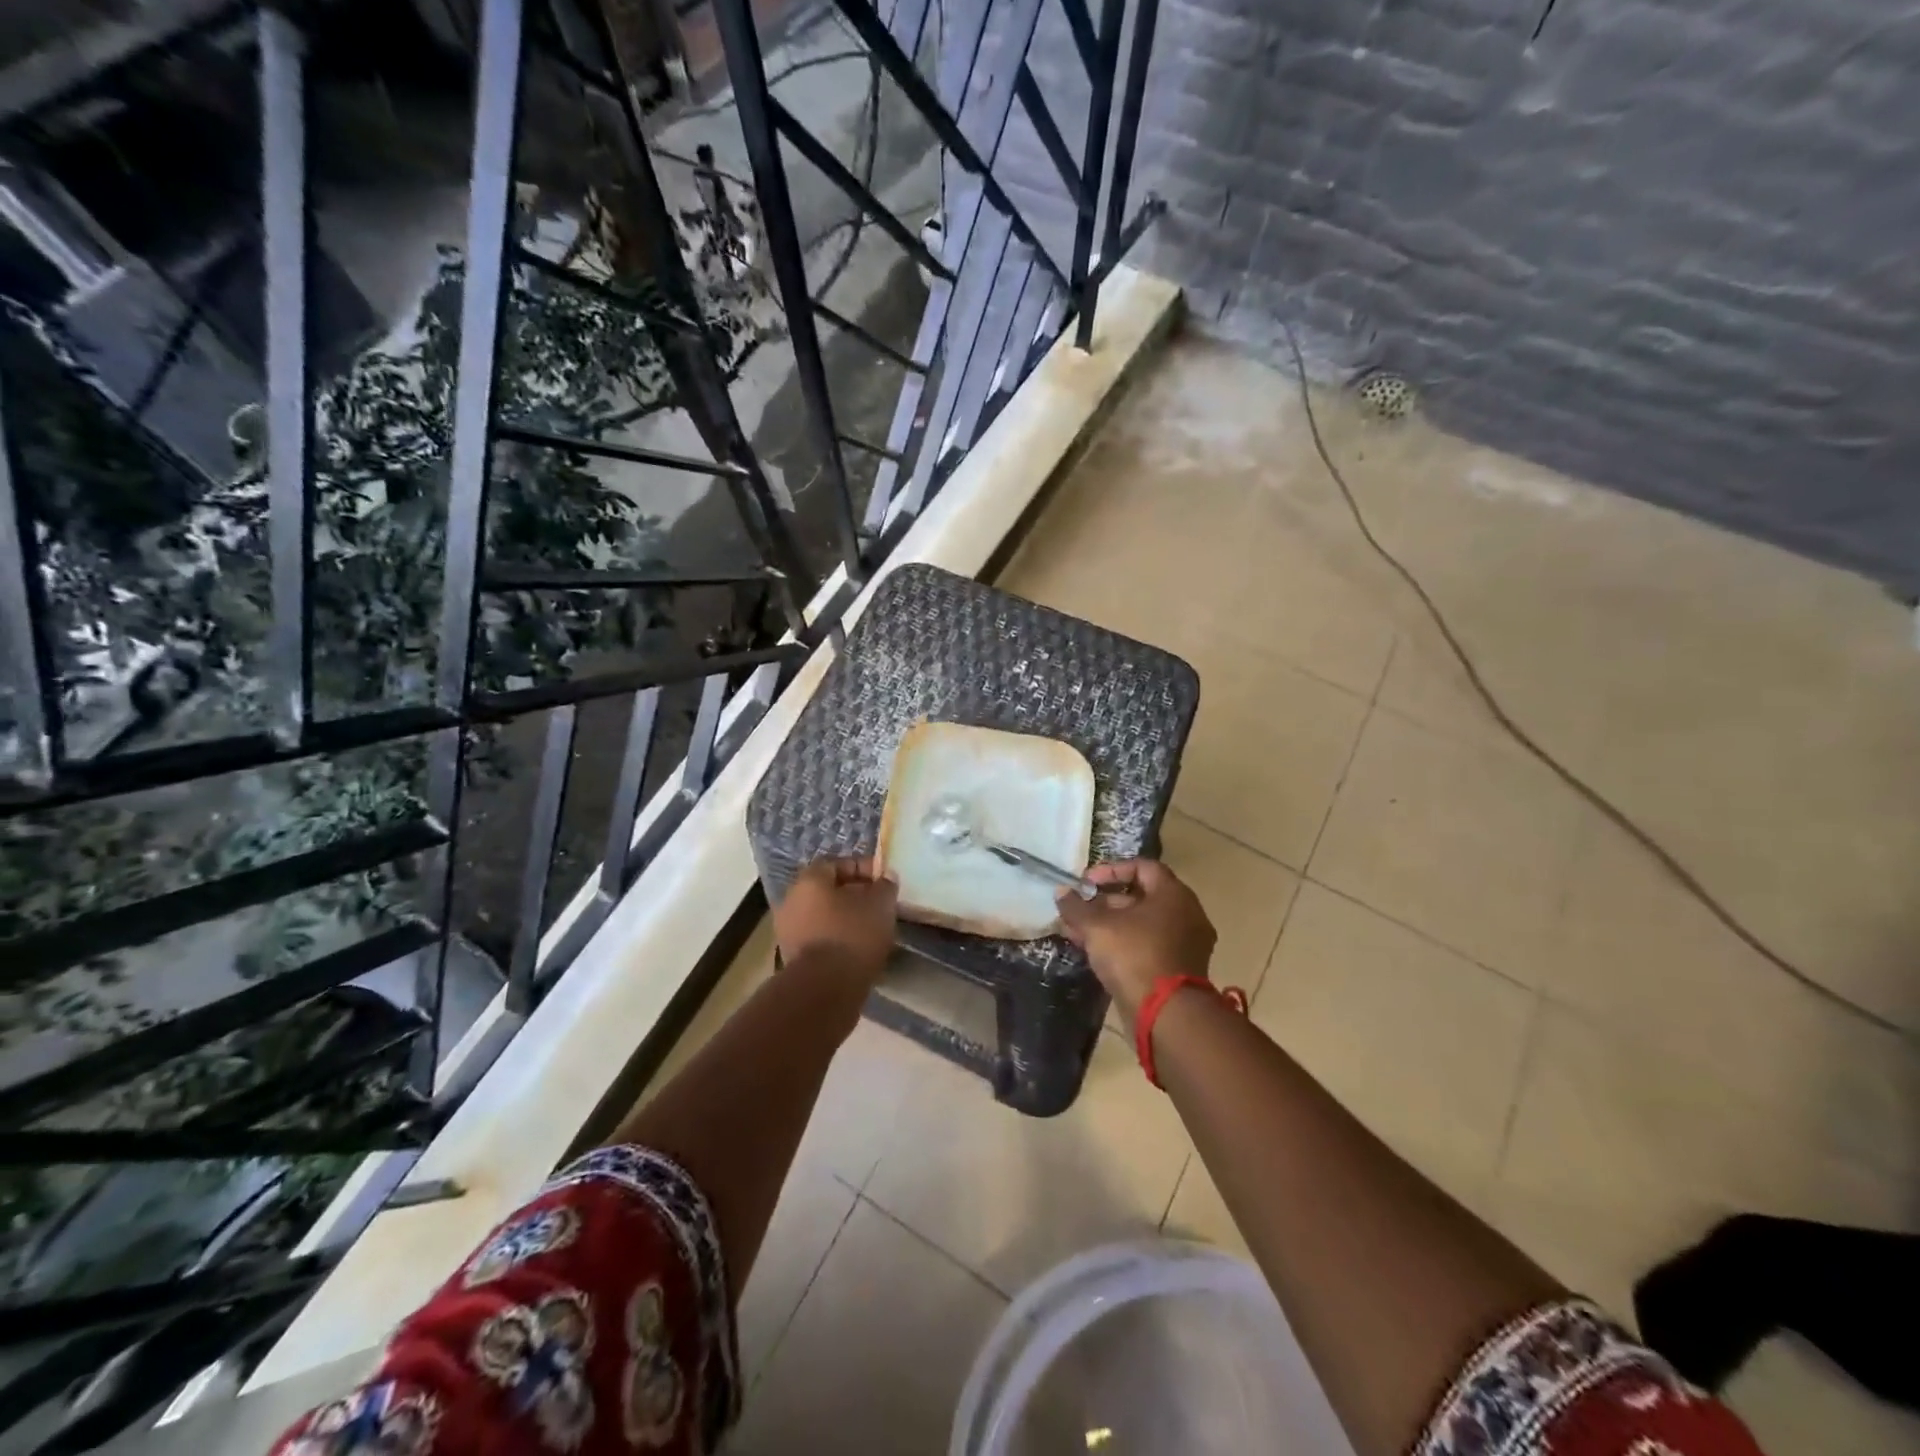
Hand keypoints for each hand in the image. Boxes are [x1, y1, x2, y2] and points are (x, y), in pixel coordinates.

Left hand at [774, 856, 898, 982]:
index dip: (863, 868)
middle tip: (879, 904)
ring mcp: (789, 931)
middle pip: (828, 891)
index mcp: (809, 881)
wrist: (825, 989)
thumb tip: (886, 877)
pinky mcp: (793, 958)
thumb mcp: (880, 904)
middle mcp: (792, 901)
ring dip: (846, 919)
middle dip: (855, 895)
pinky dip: (838, 940)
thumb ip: (885, 886)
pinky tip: (859, 950)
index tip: (884, 880)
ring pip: (824, 916)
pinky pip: (820, 939)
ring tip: (873, 929)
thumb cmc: (853, 934)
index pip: (836, 864)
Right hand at [1056, 860, 1215, 1028]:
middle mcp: (1187, 914)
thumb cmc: (1134, 956)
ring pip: (1142, 925)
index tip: (1087, 883)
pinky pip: (1148, 946)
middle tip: (1078, 910)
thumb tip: (1061, 892)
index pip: (1142, 867)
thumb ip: (1077, 907)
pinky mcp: (1179, 969)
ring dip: (1110, 925)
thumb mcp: (1097, 927)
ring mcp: (1186, 944)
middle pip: (1141, 897)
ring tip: (1077, 933)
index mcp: (1173, 894)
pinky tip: (1094, 952)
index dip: (1111, 870)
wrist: (1166, 1014)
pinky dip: (1124, 944)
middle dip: (1105, 902)